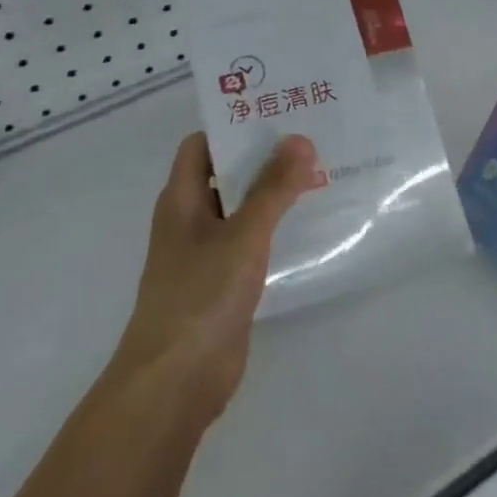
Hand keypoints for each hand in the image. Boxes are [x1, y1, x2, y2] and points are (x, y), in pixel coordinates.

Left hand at [110, 132, 318, 422]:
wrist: (176, 381)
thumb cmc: (201, 296)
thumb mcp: (243, 235)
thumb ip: (272, 188)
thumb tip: (299, 139)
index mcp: (181, 200)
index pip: (201, 145)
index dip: (233, 126)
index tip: (277, 115)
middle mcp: (190, 221)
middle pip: (225, 175)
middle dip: (263, 158)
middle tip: (312, 139)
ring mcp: (205, 255)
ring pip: (241, 211)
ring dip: (272, 195)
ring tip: (320, 175)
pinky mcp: (222, 285)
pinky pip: (250, 244)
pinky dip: (274, 231)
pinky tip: (309, 227)